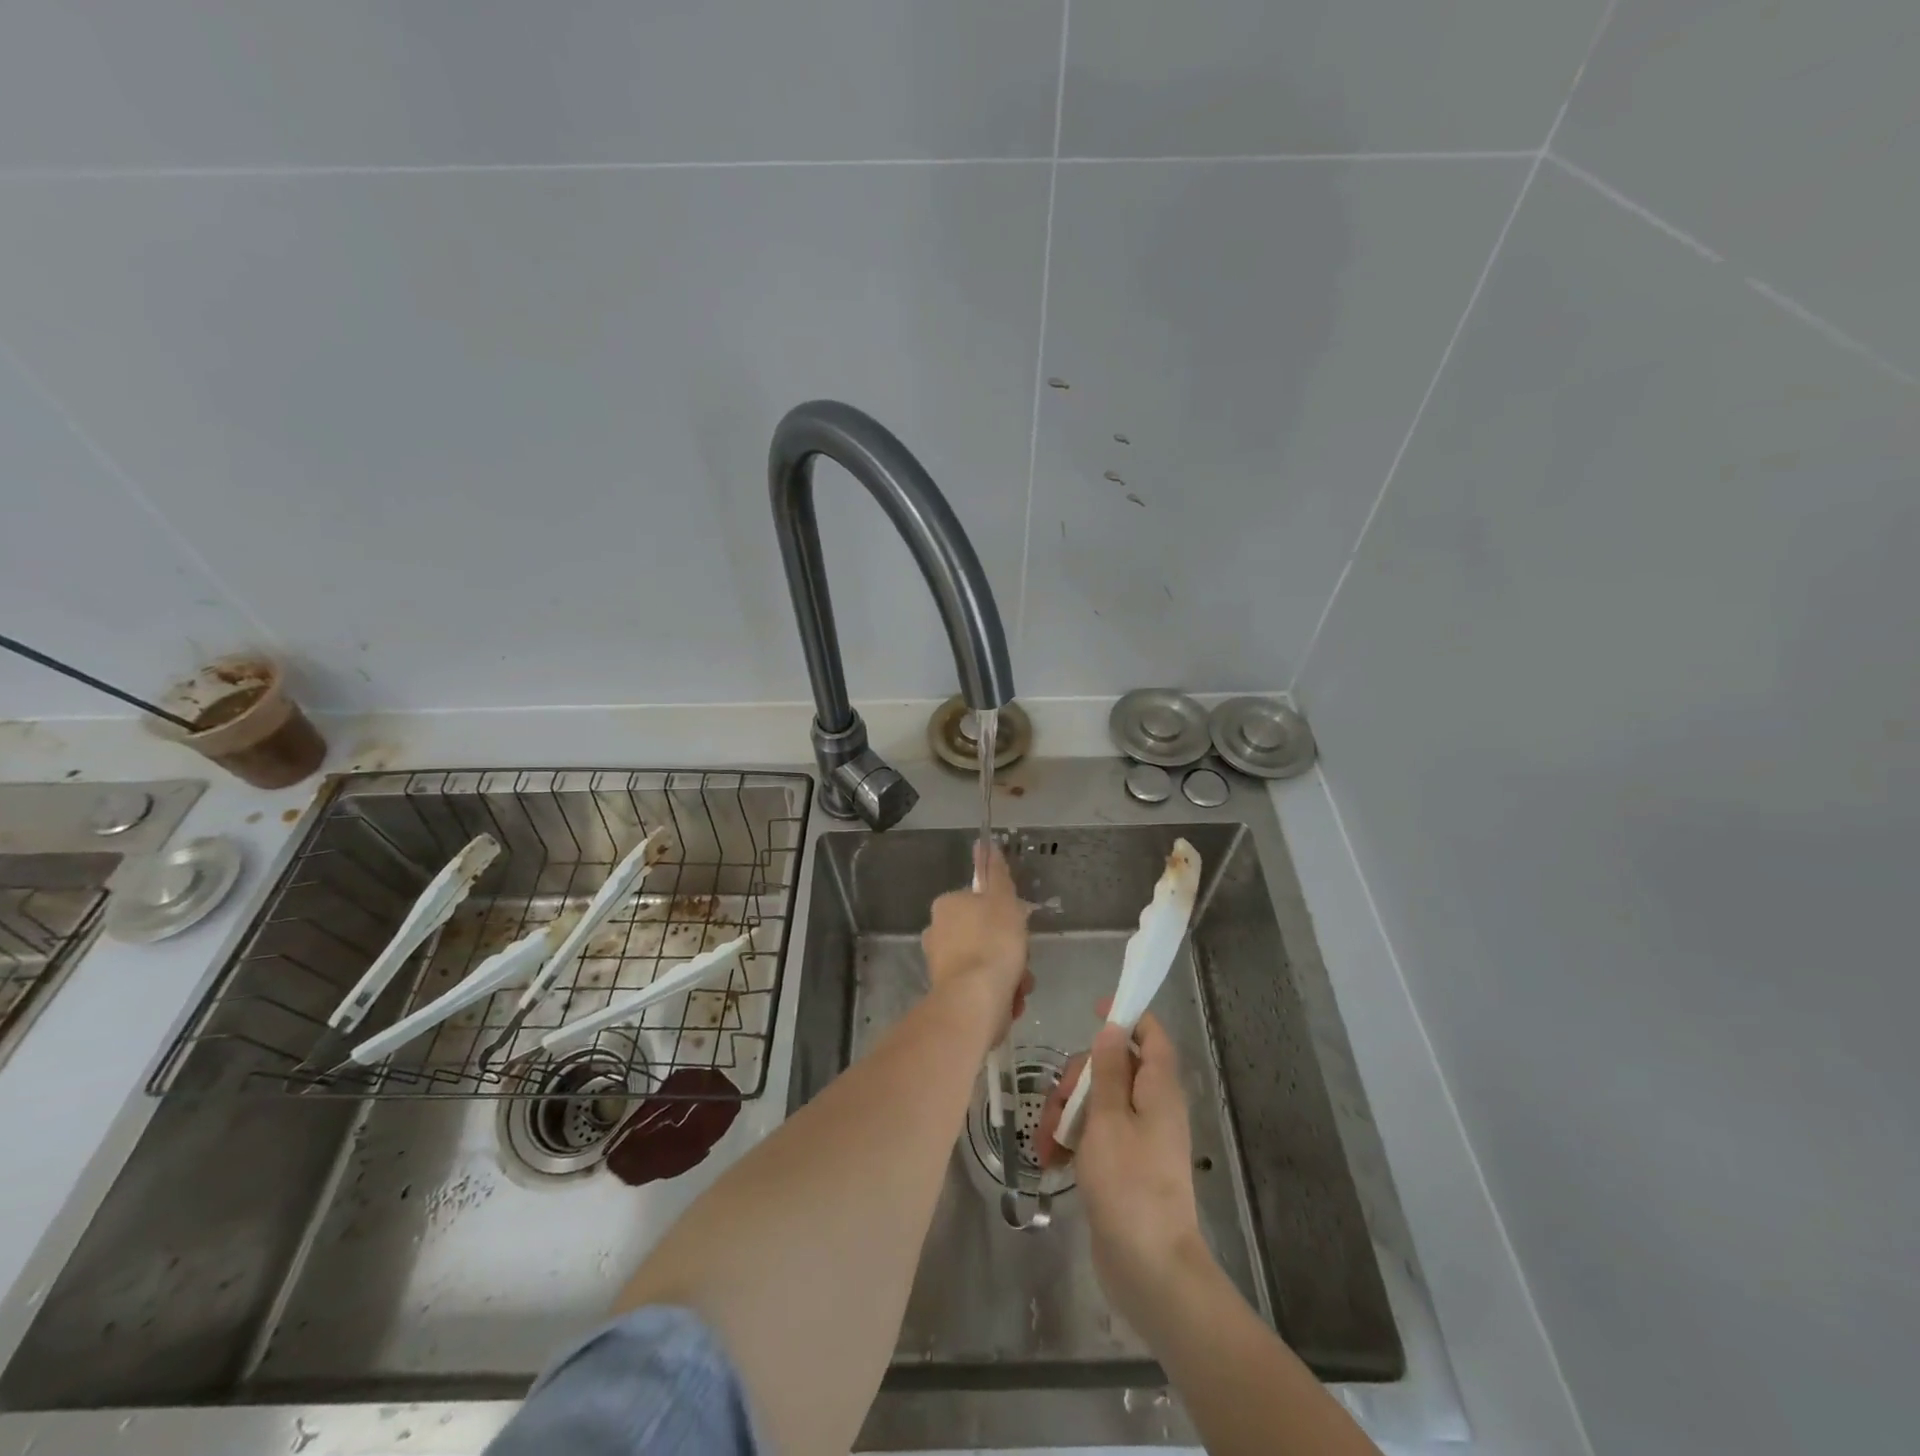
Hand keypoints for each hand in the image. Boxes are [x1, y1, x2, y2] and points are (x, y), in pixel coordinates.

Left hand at [920, 842, 1032, 1031]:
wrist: (975, 1001)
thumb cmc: (992, 943)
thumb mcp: (1003, 900)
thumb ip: (997, 873)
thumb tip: (986, 844)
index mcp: (946, 906)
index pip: (980, 903)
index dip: (1005, 915)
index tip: (1018, 927)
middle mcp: (937, 933)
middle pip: (985, 935)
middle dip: (1009, 949)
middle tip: (1022, 960)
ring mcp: (941, 966)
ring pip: (987, 963)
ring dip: (1009, 973)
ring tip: (1019, 985)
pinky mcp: (949, 994)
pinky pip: (982, 987)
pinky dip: (999, 993)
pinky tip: (1010, 1000)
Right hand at [1037, 1013, 1209, 1324]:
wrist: (1149, 1268)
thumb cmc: (1129, 1184)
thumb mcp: (1109, 1119)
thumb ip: (1109, 1070)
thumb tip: (1112, 1028)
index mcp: (1159, 1089)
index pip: (1151, 1036)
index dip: (1127, 1016)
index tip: (1094, 1009)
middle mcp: (1152, 1107)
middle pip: (1113, 1067)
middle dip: (1078, 1079)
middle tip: (1058, 1107)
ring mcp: (1138, 1138)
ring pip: (1098, 1101)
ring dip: (1067, 1113)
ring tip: (1047, 1145)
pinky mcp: (1123, 1165)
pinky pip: (1095, 1134)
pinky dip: (1073, 1139)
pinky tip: (1052, 1159)